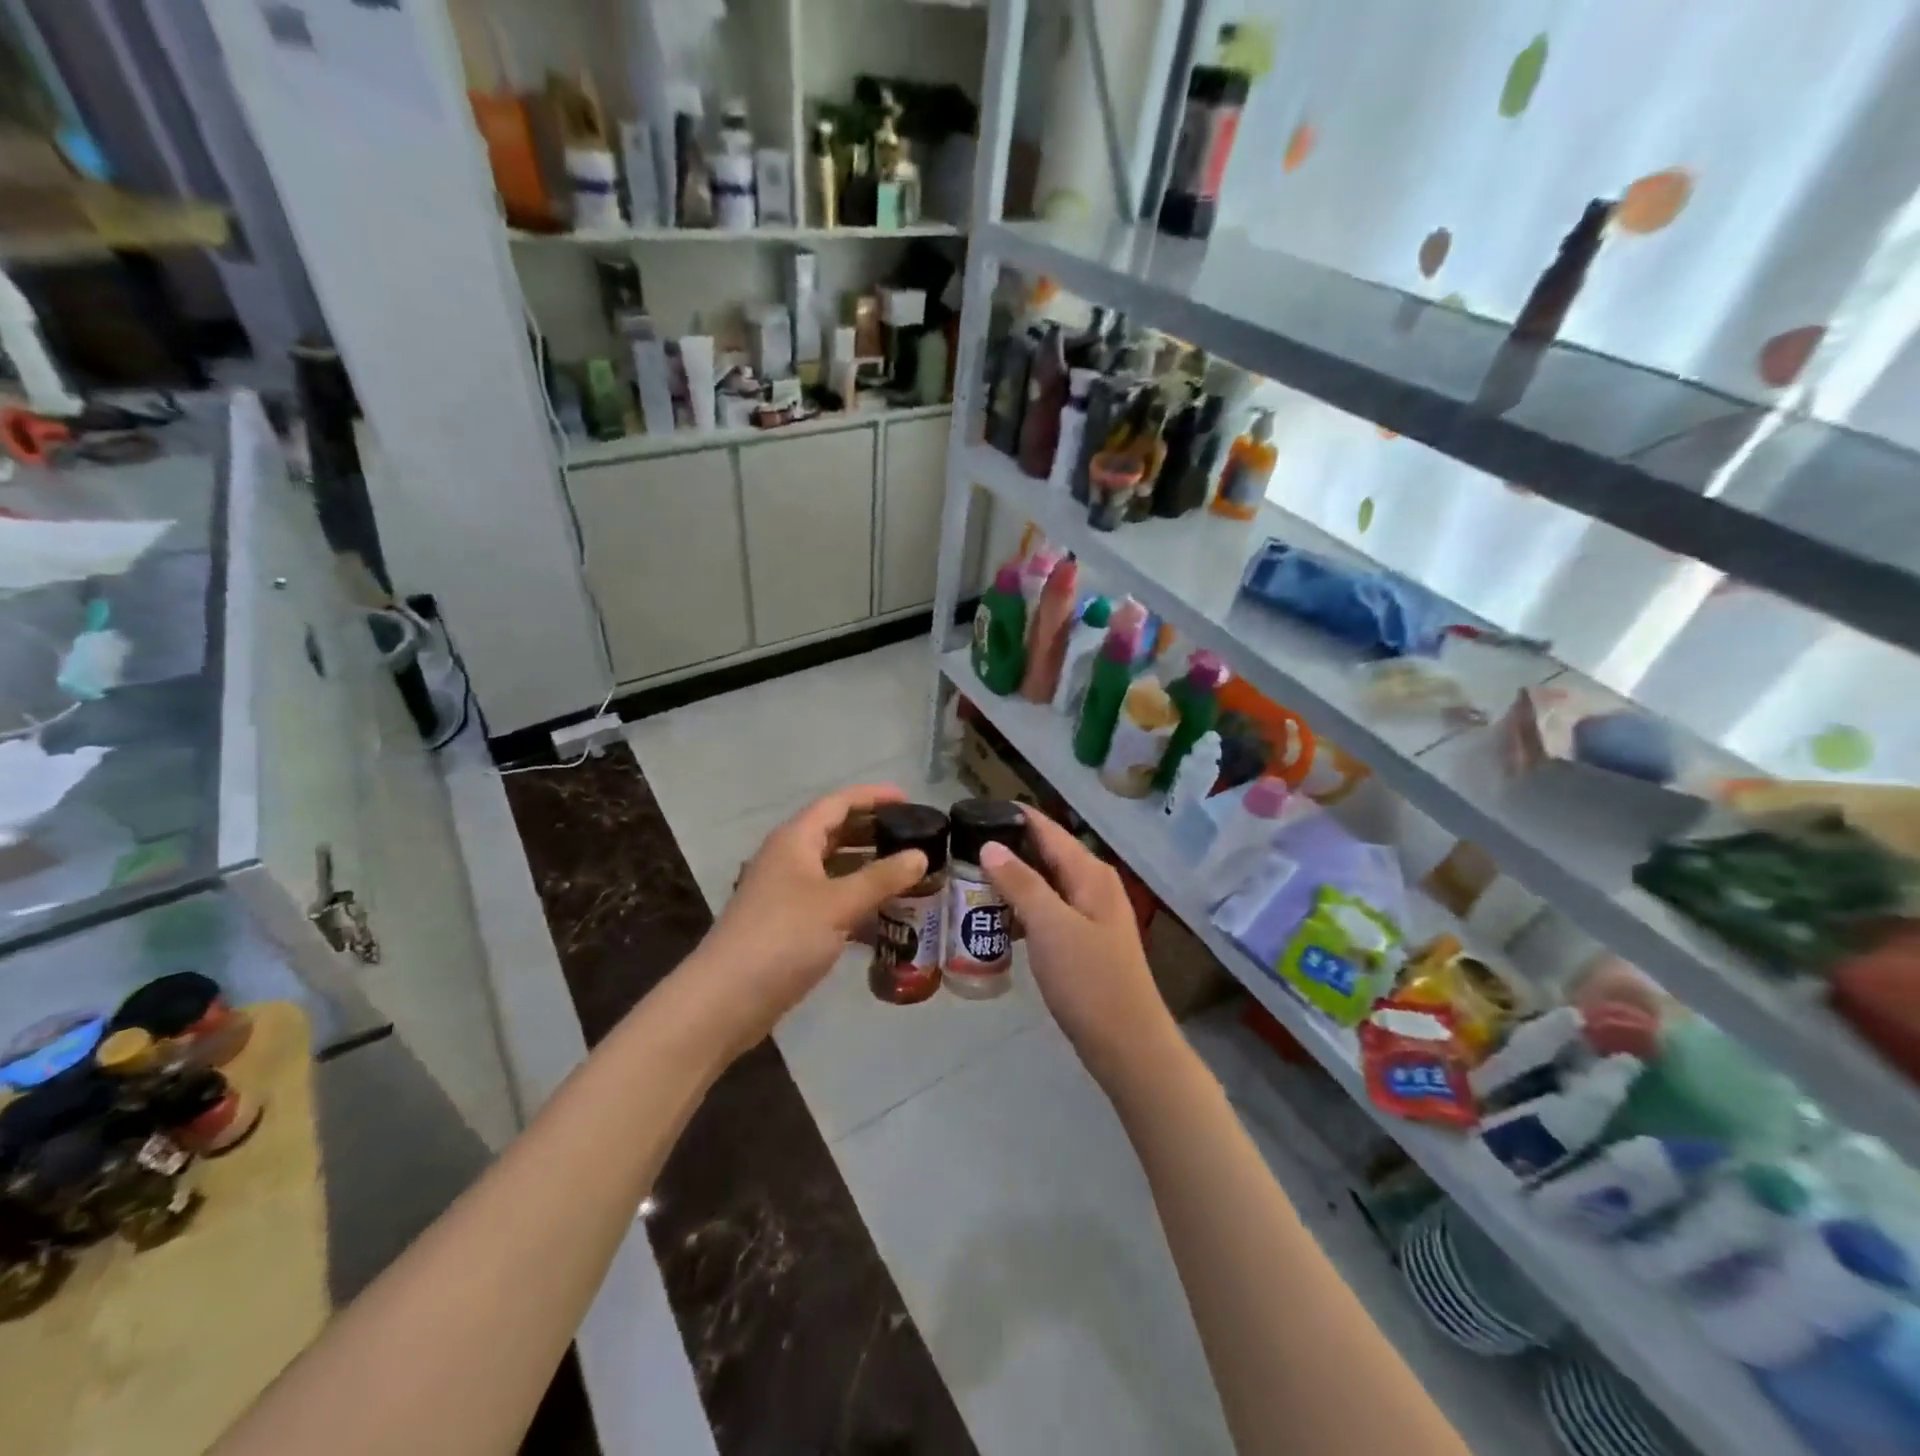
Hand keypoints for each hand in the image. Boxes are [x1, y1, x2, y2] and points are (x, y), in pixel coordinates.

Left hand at [695, 785, 927, 1049]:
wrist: (726, 999)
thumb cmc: (783, 937)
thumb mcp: (839, 904)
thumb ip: (882, 878)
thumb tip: (920, 855)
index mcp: (795, 840)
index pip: (838, 803)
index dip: (873, 797)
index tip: (909, 800)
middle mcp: (788, 858)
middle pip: (835, 833)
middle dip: (873, 833)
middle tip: (913, 839)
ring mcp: (785, 893)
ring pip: (833, 870)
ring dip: (867, 870)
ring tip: (907, 876)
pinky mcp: (787, 924)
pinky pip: (829, 901)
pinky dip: (855, 903)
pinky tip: (884, 920)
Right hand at [979, 807, 1176, 1086]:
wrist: (1127, 1044)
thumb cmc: (1089, 979)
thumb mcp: (1050, 925)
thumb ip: (1021, 883)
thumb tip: (991, 845)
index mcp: (1090, 873)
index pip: (1048, 829)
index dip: (1014, 816)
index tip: (974, 810)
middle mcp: (1093, 885)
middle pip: (1046, 854)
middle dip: (1007, 849)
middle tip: (961, 848)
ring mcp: (1090, 915)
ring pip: (1045, 885)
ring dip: (1012, 882)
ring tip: (969, 880)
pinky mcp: (1083, 942)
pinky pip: (1048, 912)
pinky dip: (1023, 910)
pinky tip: (995, 919)